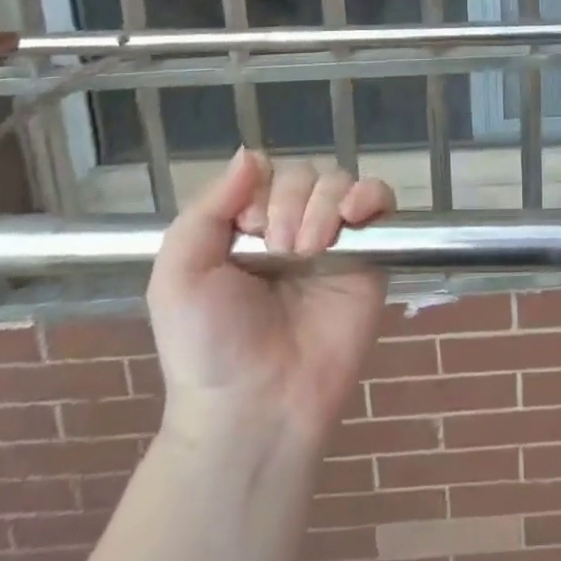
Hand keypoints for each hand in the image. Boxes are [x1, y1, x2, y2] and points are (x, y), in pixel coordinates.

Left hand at [146, 149, 394, 446]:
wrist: (255, 407)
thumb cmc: (209, 345)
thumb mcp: (179, 275)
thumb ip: (206, 208)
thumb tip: (250, 153)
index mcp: (247, 226)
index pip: (265, 172)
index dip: (260, 190)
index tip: (247, 230)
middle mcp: (292, 225)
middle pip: (305, 172)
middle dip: (291, 202)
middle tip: (280, 250)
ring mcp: (334, 240)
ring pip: (340, 181)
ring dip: (324, 204)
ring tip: (309, 250)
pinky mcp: (370, 256)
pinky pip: (381, 201)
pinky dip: (371, 195)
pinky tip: (353, 216)